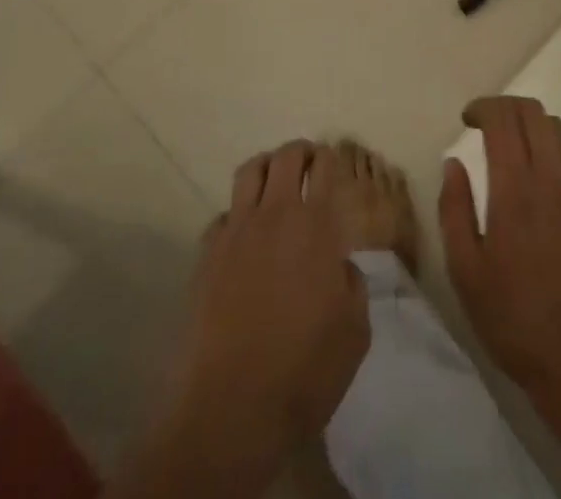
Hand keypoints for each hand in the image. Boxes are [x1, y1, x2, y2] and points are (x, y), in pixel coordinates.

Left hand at [171, 141, 370, 464]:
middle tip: (308, 164)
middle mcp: (275, 215)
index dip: (329, 159)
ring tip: (275, 183)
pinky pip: (223, 215)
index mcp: (317, 225)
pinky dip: (237, 215)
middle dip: (300, 152)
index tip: (332, 165)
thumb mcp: (355, 331)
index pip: (324, 166)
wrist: (231, 408)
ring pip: (249, 171)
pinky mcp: (206, 256)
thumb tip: (340, 267)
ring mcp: (236, 232)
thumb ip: (352, 286)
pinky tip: (243, 238)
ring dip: (266, 168)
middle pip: (285, 156)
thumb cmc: (305, 370)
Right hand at [439, 96, 560, 393]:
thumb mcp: (465, 270)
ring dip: (531, 126)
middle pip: (533, 112)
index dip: (483, 107)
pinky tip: (539, 196)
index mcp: (515, 188)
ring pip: (558, 131)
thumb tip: (453, 163)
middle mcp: (552, 178)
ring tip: (513, 150)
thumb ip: (454, 208)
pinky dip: (551, 160)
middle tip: (486, 125)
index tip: (467, 119)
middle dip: (506, 107)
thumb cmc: (513, 317)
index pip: (503, 118)